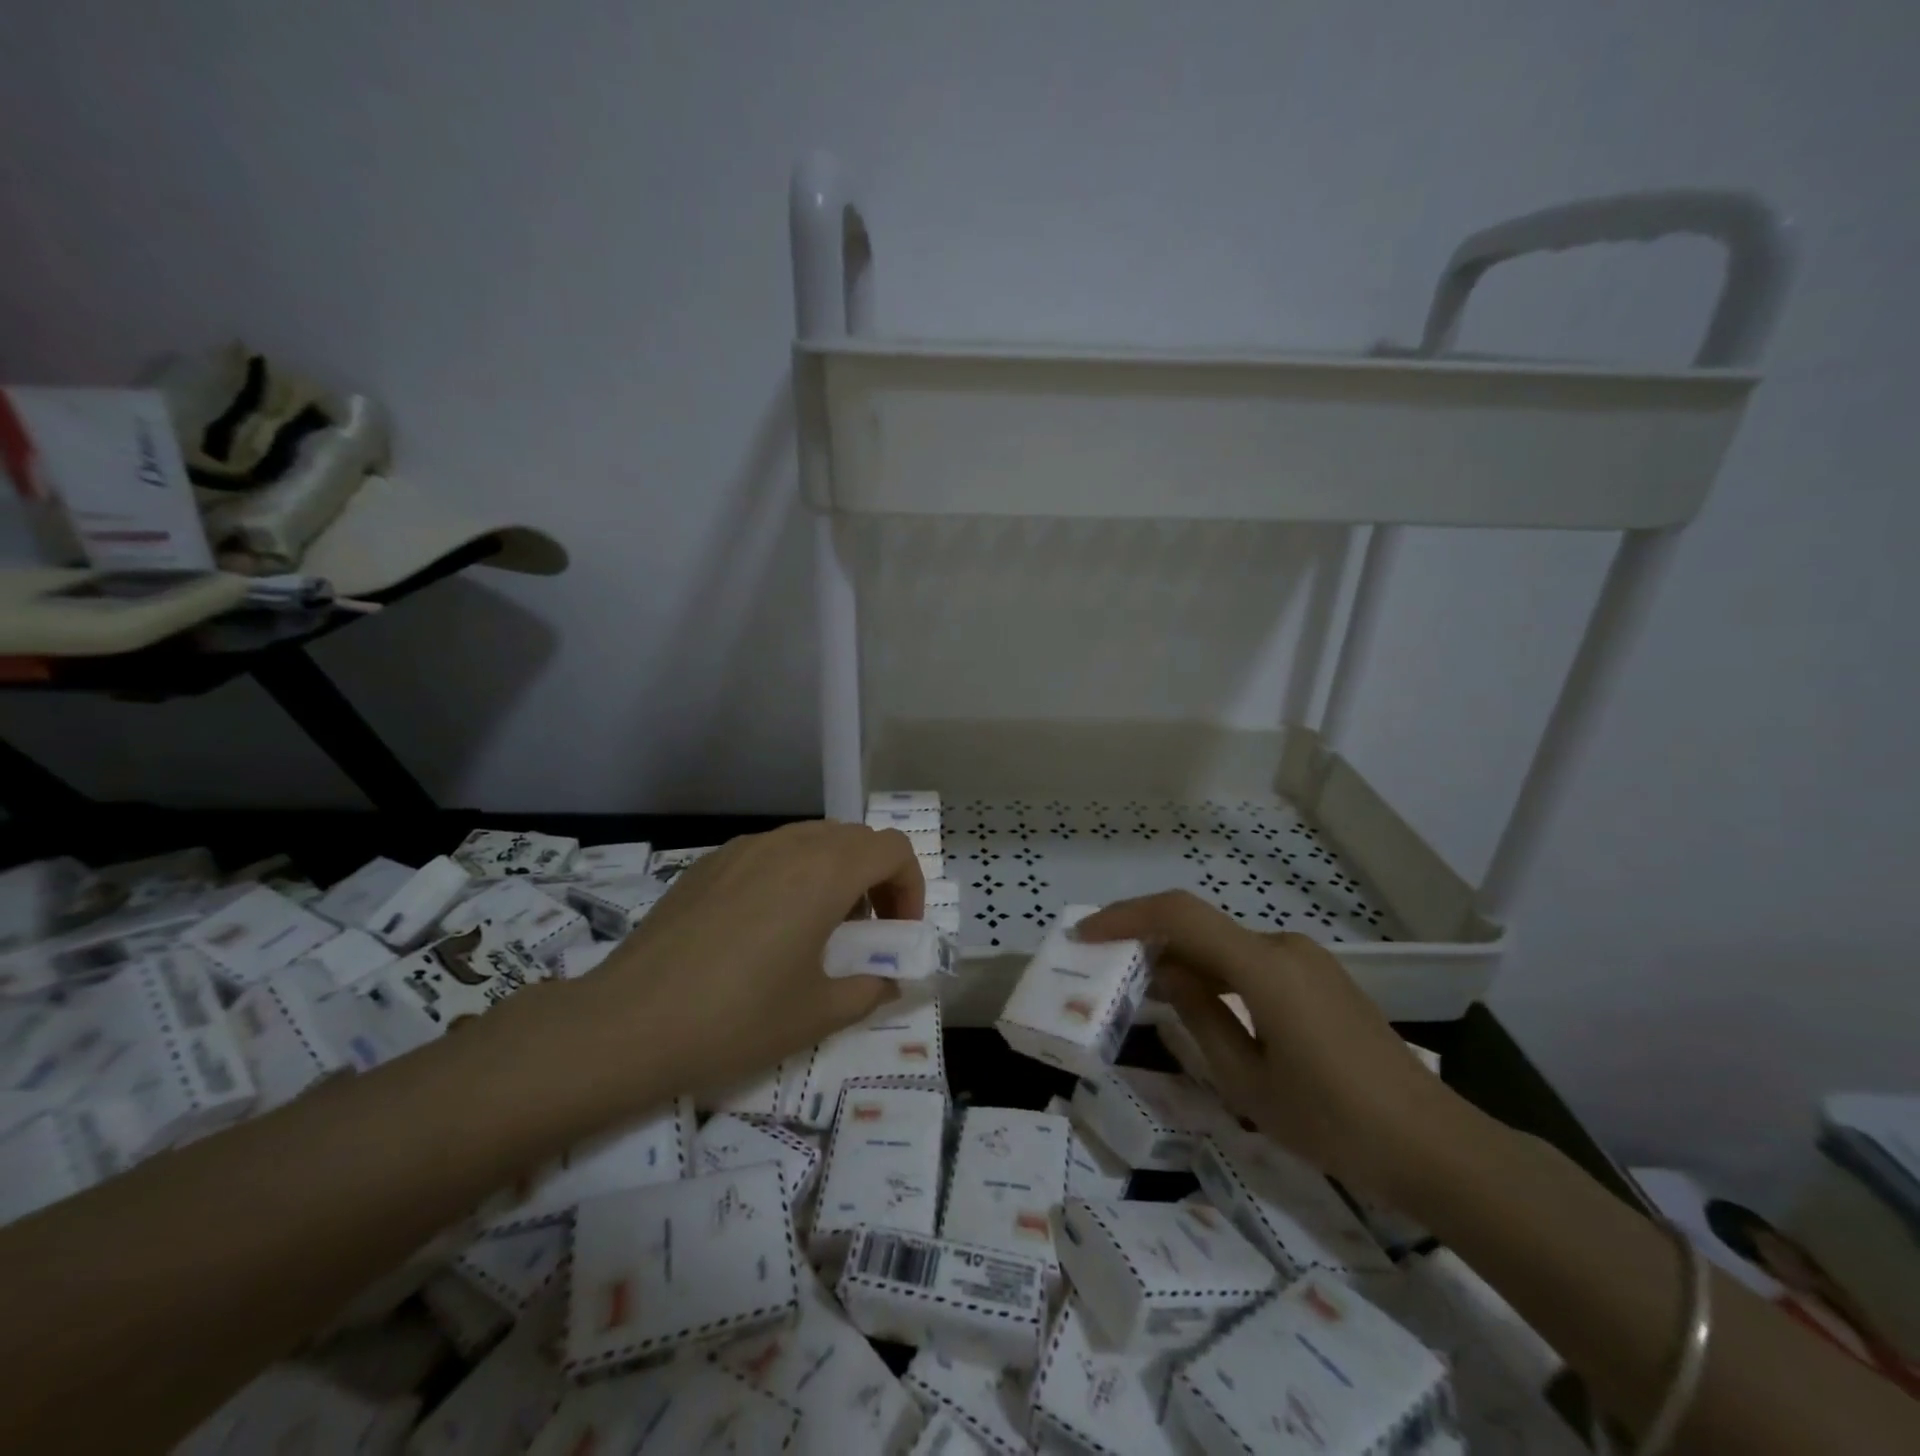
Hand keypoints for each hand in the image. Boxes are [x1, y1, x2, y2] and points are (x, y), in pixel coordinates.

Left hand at [571, 822, 923, 1108]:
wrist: (627, 1024)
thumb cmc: (736, 1018)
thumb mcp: (817, 1014)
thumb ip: (869, 989)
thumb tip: (886, 979)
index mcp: (824, 872)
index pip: (892, 849)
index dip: (909, 887)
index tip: (897, 932)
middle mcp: (788, 845)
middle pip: (854, 839)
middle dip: (875, 878)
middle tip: (865, 931)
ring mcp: (743, 848)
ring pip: (811, 839)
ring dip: (833, 873)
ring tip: (816, 928)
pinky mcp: (708, 863)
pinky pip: (769, 852)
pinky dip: (791, 874)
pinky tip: (764, 926)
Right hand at [1074, 890, 1460, 1197]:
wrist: (1436, 1147)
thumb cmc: (1335, 1123)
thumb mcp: (1248, 1082)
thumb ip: (1199, 1018)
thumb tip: (1167, 973)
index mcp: (1264, 968)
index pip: (1180, 916)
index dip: (1126, 916)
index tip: (1085, 934)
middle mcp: (1283, 947)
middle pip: (1200, 927)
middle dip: (1149, 940)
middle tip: (1108, 969)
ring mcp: (1306, 959)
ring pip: (1224, 945)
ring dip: (1182, 959)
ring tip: (1148, 994)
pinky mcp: (1319, 977)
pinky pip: (1250, 961)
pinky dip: (1214, 972)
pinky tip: (1202, 1005)